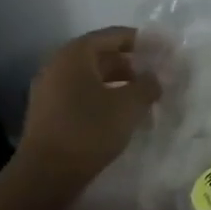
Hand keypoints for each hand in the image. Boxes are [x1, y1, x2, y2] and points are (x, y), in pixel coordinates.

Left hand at [18, 27, 160, 188]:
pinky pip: (80, 94)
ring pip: (91, 77)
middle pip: (101, 55)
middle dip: (131, 64)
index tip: (164, 51)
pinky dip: (102, 98)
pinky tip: (120, 114)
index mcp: (75, 54)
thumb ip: (147, 85)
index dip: (142, 41)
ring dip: (118, 83)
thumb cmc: (89, 130)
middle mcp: (58, 64)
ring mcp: (49, 89)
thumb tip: (154, 77)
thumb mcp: (129, 105)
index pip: (114, 35)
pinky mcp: (47, 112)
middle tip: (156, 76)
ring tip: (143, 97)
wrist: (46, 174)